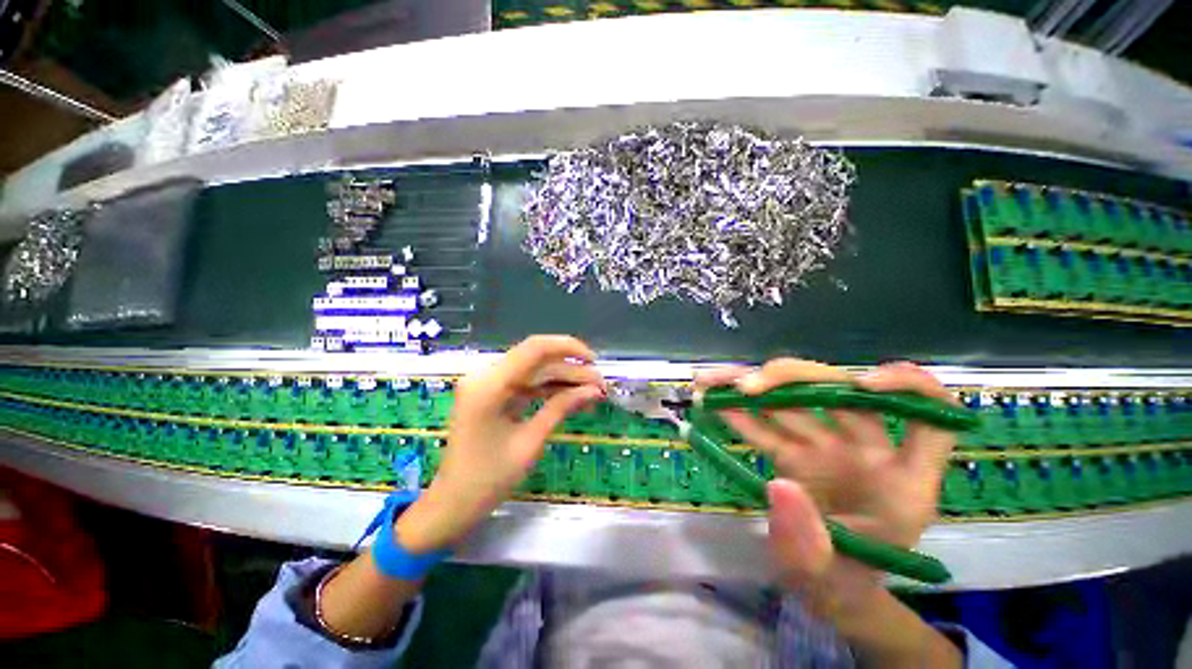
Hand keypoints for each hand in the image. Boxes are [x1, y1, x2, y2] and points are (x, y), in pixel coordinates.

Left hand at [396, 335, 605, 553]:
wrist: (454, 502)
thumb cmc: (489, 479)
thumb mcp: (530, 442)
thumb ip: (561, 408)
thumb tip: (594, 390)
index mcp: (489, 384)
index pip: (534, 349)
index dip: (568, 348)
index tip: (593, 361)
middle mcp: (485, 375)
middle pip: (536, 359)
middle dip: (570, 370)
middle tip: (600, 386)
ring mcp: (487, 383)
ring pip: (534, 370)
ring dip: (563, 379)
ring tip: (592, 393)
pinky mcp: (492, 393)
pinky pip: (526, 383)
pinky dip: (549, 389)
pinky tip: (571, 397)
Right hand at [697, 360, 957, 617]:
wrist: (821, 588)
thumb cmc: (842, 584)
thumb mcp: (832, 580)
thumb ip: (808, 545)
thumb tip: (779, 486)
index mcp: (903, 481)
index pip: (930, 420)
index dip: (909, 388)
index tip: (864, 384)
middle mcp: (867, 451)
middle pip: (840, 393)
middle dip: (791, 378)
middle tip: (745, 387)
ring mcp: (825, 447)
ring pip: (793, 398)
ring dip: (750, 383)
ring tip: (711, 381)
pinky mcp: (792, 451)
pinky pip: (765, 424)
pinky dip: (737, 411)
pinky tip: (711, 400)